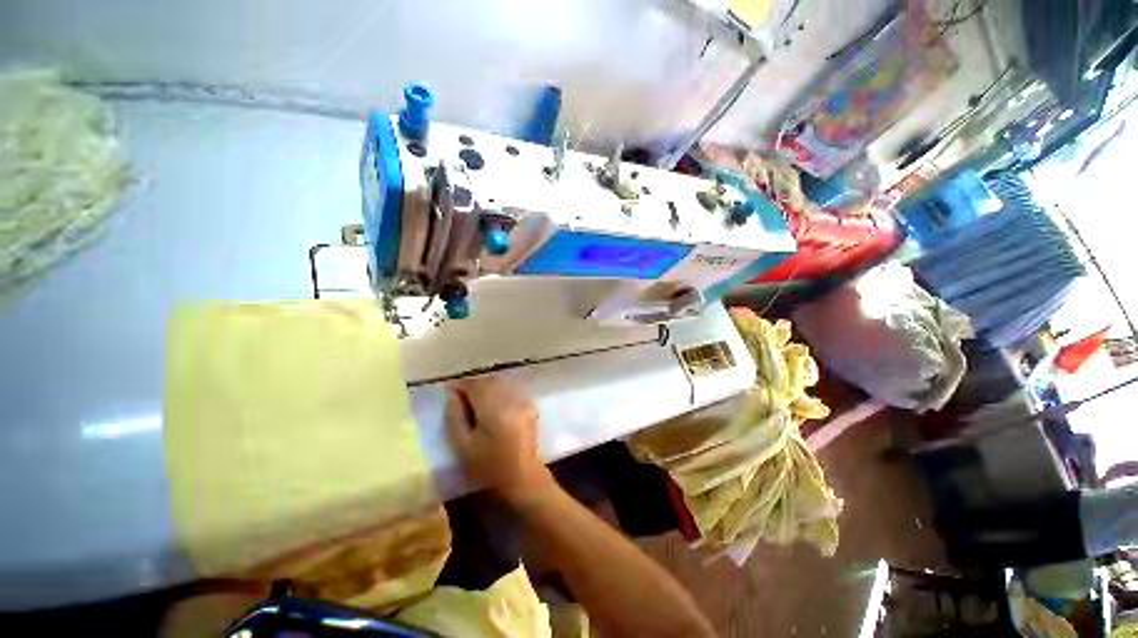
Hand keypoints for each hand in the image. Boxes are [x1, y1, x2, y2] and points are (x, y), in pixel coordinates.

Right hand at [445, 376, 553, 504]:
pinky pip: (509, 391)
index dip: (460, 386)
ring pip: (500, 384)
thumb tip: (452, 394)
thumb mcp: (463, 445)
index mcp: (494, 407)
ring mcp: (523, 400)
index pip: (474, 385)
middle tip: (460, 399)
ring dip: (486, 389)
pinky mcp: (529, 405)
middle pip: (488, 381)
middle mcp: (511, 398)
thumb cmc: (488, 466)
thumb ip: (455, 416)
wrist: (522, 477)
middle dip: (473, 386)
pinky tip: (492, 407)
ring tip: (474, 403)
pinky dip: (498, 393)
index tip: (449, 393)